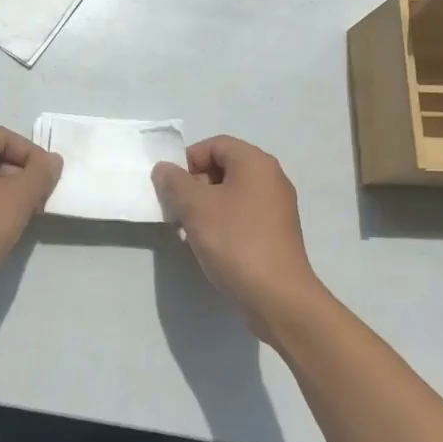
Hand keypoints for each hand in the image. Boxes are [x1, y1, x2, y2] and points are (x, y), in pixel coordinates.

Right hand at [152, 136, 331, 341]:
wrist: (277, 296)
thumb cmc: (235, 241)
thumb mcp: (195, 207)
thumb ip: (174, 182)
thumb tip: (164, 169)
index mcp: (256, 163)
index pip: (215, 145)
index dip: (188, 160)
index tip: (171, 186)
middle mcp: (271, 178)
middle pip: (224, 168)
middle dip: (195, 185)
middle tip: (177, 209)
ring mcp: (277, 207)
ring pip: (231, 194)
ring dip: (206, 206)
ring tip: (188, 231)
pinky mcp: (276, 233)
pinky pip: (243, 215)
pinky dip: (222, 222)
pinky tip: (208, 245)